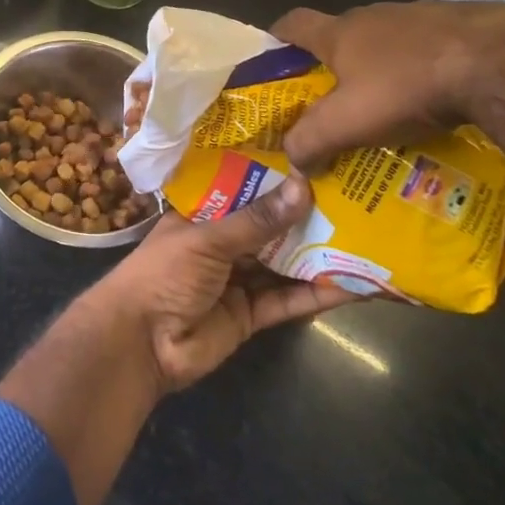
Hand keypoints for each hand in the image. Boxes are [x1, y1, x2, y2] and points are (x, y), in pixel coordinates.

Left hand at [87, 174, 361, 393]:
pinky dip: (316, 294)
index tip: (314, 161)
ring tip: (364, 237)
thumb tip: (303, 188)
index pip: (241, 189)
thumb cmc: (164, 274)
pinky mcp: (251, 316)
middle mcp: (220, 243)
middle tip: (353, 198)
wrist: (140, 344)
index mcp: (201, 214)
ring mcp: (237, 280)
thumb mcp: (208, 239)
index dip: (274, 178)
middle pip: (268, 228)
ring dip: (316, 255)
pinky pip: (287, 300)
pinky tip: (352, 284)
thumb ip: (256, 221)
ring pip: (282, 263)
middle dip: (304, 217)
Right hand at [271, 1, 504, 170]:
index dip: (278, 36)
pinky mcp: (459, 24)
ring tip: (392, 105)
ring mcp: (418, 15)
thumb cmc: (406, 86)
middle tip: (337, 98)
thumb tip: (292, 159)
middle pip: (342, 33)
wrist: (496, 60)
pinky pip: (429, 47)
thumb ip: (311, 140)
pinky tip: (439, 98)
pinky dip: (424, 67)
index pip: (294, 23)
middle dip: (335, 62)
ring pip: (388, 40)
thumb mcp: (348, 122)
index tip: (273, 54)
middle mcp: (373, 16)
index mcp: (340, 33)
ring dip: (384, 65)